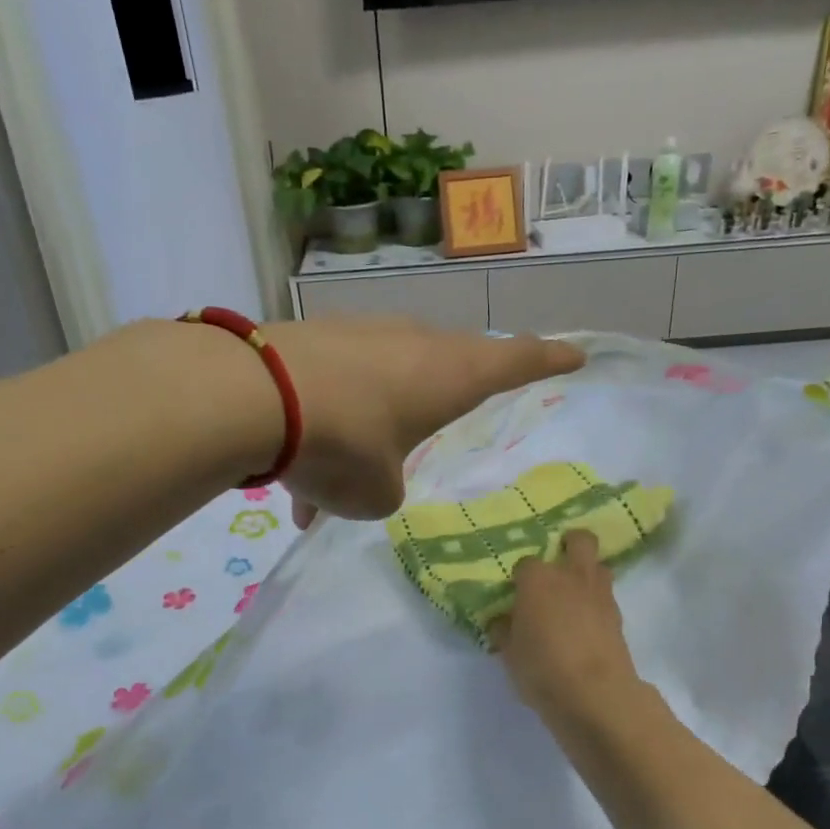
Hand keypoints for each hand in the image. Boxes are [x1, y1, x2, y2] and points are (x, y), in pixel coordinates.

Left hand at [267, 317, 582, 523]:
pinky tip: (291, 474)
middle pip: (444, 367)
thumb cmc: (345, 446)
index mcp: (450, 375)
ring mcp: (359, 335)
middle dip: (443, 396)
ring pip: (379, 385)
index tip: (576, 355)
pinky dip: (322, 429)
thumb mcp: (377, 492)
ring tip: (330, 482)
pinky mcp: (313, 338)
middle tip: (439, 417)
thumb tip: (366, 474)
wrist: (254, 397)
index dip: (548, 361)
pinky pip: (332, 390)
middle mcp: (411, 344)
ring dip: (364, 430)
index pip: (516, 363)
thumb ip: (385, 486)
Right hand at [491, 529, 643, 726]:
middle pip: (579, 540)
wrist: (594, 693)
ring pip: (599, 565)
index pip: (526, 563)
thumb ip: (505, 631)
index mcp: (537, 580)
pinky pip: (606, 596)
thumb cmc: (542, 668)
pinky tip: (586, 621)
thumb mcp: (510, 654)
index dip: (521, 576)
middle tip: (559, 562)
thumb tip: (503, 621)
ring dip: (588, 572)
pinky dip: (597, 602)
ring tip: (574, 593)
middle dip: (570, 544)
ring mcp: (599, 594)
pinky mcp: (618, 616)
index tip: (517, 592)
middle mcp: (570, 576)